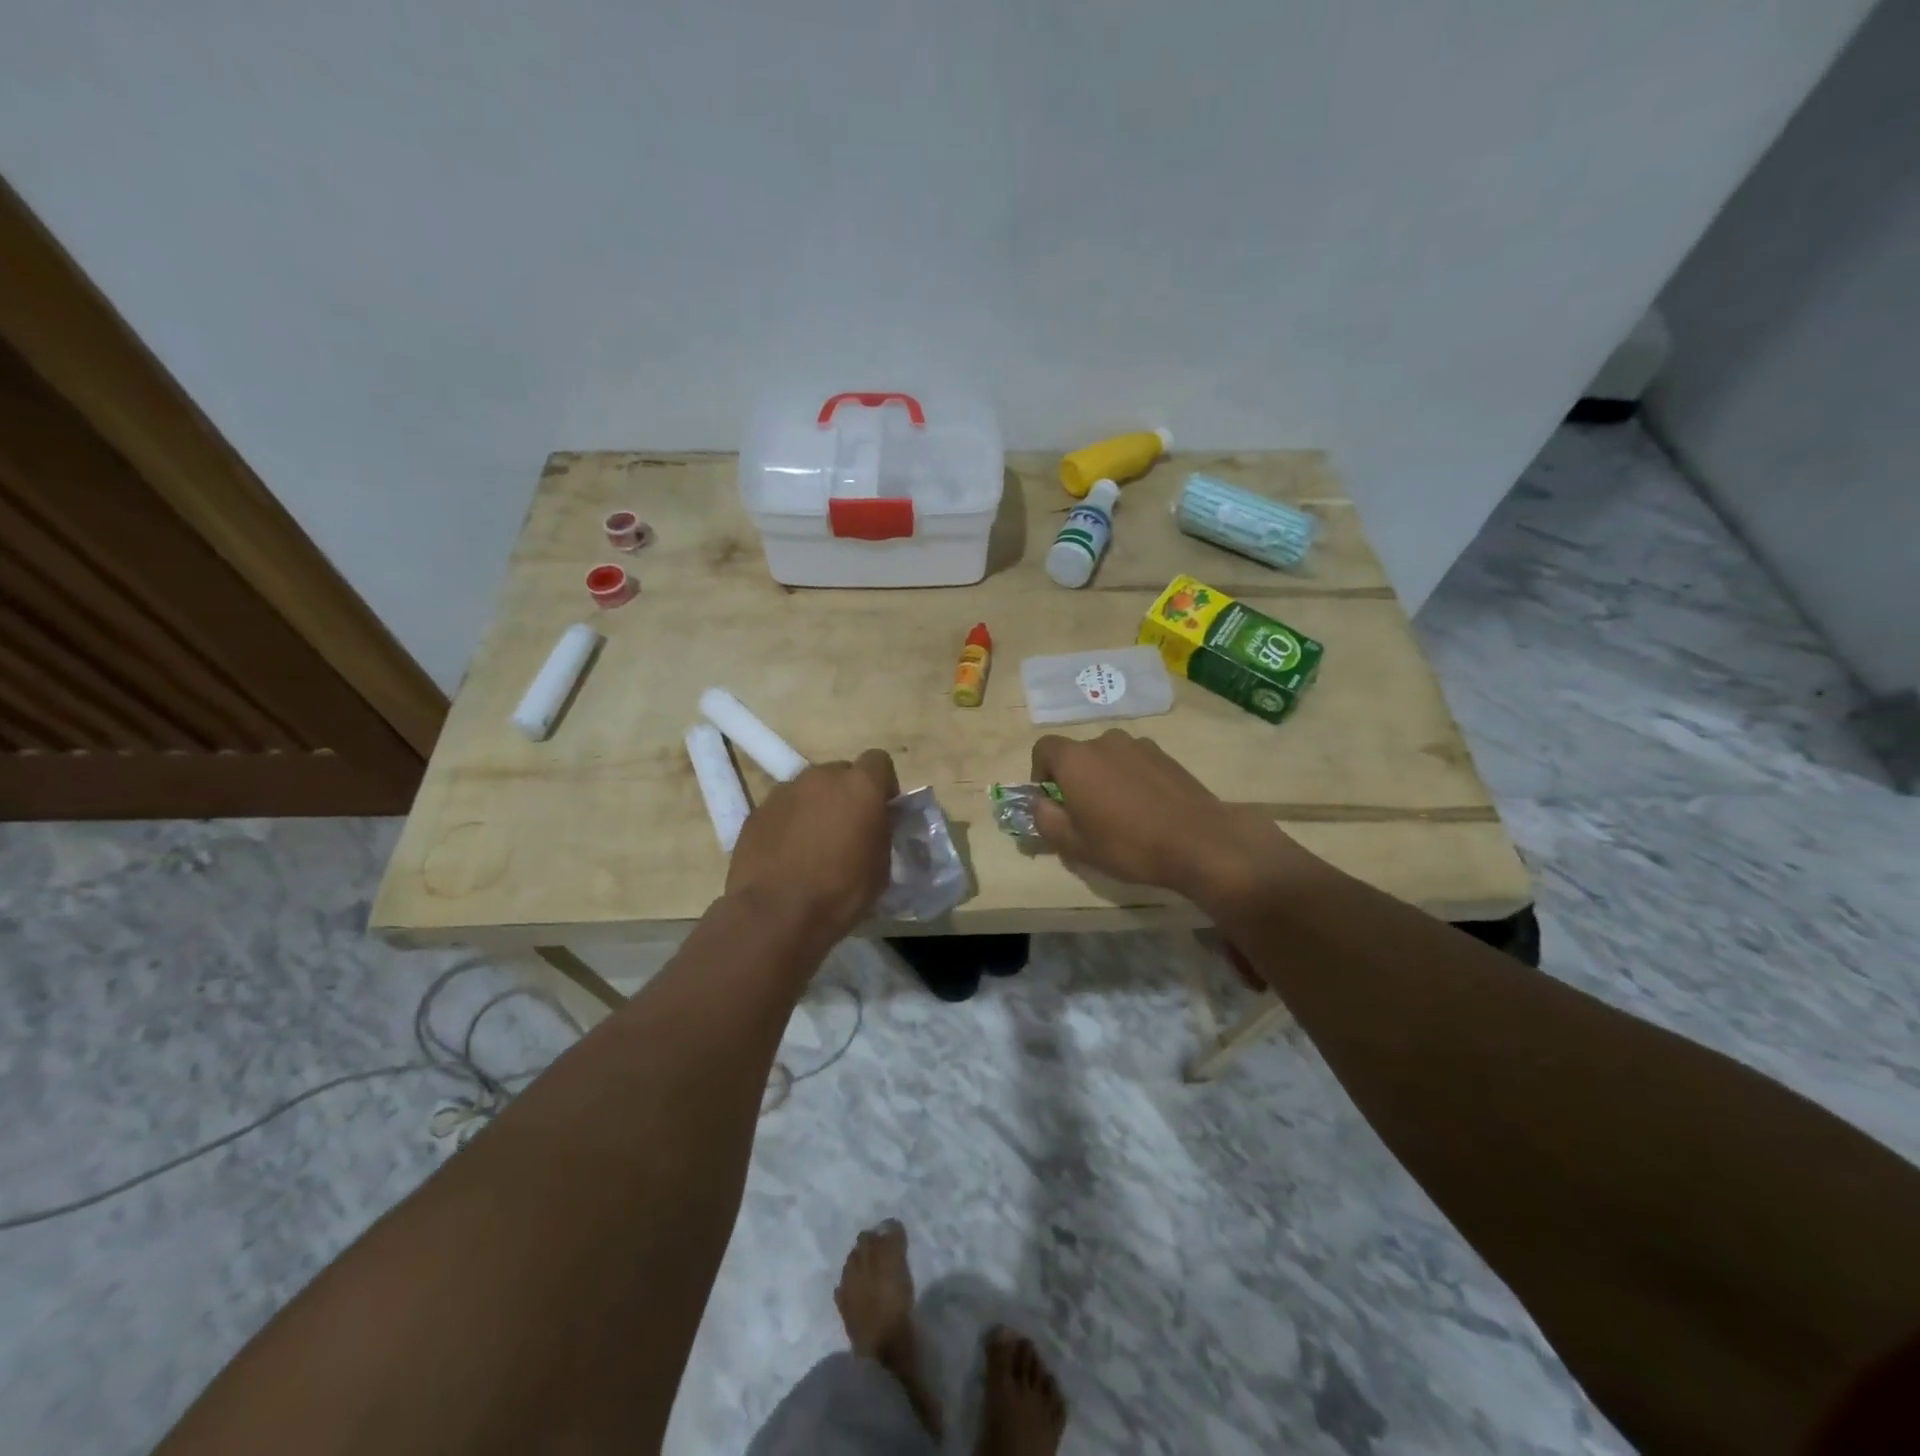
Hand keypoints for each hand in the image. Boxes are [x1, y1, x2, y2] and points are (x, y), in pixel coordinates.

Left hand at [726, 750, 898, 943]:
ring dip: (816, 807)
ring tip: (813, 844)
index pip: (878, 761)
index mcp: (860, 786)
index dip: (883, 784)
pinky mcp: (757, 811)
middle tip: (847, 829)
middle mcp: (821, 777)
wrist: (775, 913)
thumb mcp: (882, 867)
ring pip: (808, 789)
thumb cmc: (840, 892)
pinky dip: (789, 823)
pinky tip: (787, 855)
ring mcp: (784, 791)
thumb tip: (875, 826)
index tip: (882, 811)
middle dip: (847, 794)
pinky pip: (782, 808)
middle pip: (840, 773)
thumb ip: (881, 833)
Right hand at [1030, 730, 1314, 906]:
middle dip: (1074, 779)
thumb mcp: (1074, 844)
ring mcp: (1138, 745)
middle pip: (1078, 754)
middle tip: (1085, 814)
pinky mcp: (1165, 755)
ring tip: (1118, 813)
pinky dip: (1130, 779)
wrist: (1198, 841)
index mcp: (1076, 759)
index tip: (1051, 801)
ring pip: (1108, 758)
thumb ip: (1045, 819)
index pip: (1044, 749)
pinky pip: (1134, 762)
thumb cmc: (1127, 844)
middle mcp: (1104, 741)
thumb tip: (1040, 803)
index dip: (1040, 773)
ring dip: (1104, 778)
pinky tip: (1146, 809)